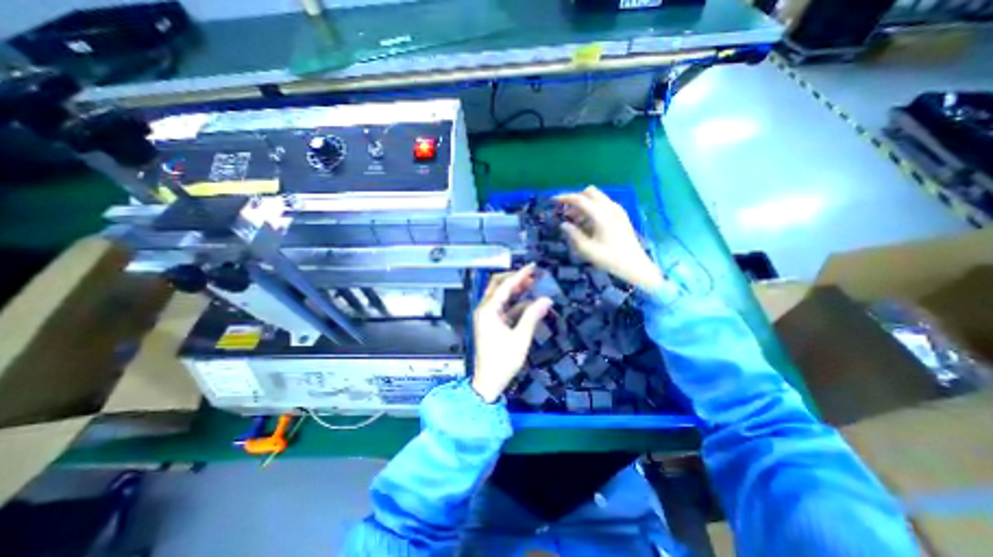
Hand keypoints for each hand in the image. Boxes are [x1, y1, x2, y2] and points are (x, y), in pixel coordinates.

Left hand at [470, 264, 555, 401]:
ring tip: (532, 284)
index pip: (505, 286)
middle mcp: (484, 309)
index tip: (532, 266)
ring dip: (515, 290)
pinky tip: (528, 302)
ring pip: (500, 296)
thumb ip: (532, 316)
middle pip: (497, 286)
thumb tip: (547, 299)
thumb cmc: (503, 360)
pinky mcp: (490, 323)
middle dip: (514, 278)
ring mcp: (486, 316)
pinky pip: (502, 307)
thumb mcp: (520, 338)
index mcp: (488, 310)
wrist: (488, 381)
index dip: (519, 275)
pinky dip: (514, 303)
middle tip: (531, 275)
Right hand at [556, 188, 661, 290]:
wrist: (635, 265)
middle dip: (576, 198)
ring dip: (584, 204)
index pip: (580, 199)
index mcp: (601, 215)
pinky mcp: (621, 215)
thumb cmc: (610, 259)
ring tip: (576, 221)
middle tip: (566, 212)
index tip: (553, 200)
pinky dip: (593, 208)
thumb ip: (574, 234)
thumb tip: (564, 224)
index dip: (565, 198)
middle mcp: (610, 208)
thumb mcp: (587, 249)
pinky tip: (589, 223)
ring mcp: (618, 210)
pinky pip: (604, 204)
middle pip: (590, 192)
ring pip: (597, 197)